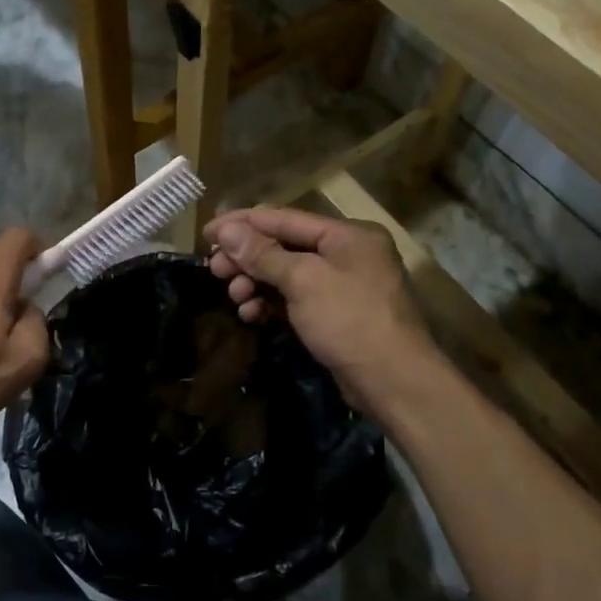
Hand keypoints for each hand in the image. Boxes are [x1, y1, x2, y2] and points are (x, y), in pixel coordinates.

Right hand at [206, 206, 438, 409]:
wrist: (393, 381)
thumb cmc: (350, 319)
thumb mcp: (303, 281)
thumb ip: (263, 254)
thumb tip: (226, 231)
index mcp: (347, 234)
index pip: (284, 218)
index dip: (242, 224)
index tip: (207, 233)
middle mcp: (347, 253)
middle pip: (284, 246)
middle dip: (247, 258)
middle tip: (214, 269)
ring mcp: (343, 285)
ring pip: (288, 275)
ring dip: (256, 282)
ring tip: (234, 295)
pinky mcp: (336, 315)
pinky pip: (296, 299)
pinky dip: (272, 303)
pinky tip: (251, 314)